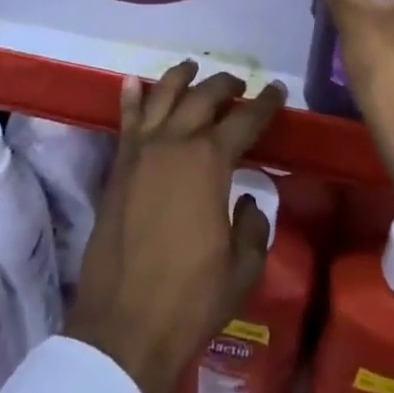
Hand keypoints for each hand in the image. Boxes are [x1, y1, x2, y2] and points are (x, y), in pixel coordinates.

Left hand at [65, 63, 285, 392]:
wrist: (125, 323)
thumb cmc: (191, 299)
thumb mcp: (243, 268)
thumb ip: (253, 226)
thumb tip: (248, 201)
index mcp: (210, 162)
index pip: (245, 120)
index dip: (264, 104)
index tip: (275, 90)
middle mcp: (175, 142)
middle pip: (203, 97)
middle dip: (224, 85)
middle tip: (238, 84)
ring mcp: (141, 150)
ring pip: (161, 95)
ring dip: (179, 77)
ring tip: (192, 68)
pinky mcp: (118, 165)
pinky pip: (126, 120)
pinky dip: (130, 97)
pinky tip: (132, 81)